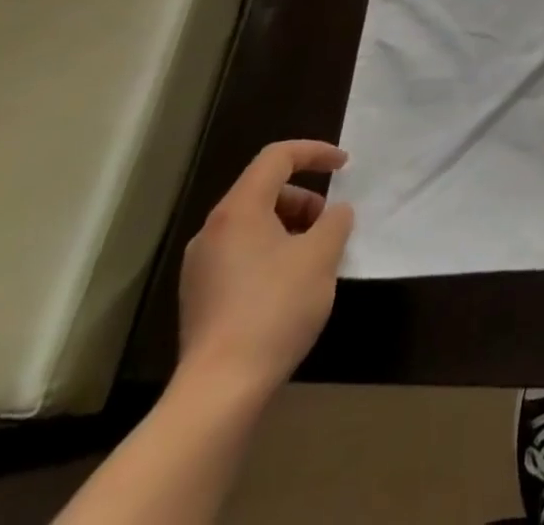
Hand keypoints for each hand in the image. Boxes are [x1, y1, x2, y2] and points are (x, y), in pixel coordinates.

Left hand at [178, 140, 354, 401]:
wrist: (219, 392)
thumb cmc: (275, 309)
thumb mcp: (321, 256)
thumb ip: (335, 222)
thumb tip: (335, 213)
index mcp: (239, 210)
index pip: (278, 157)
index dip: (315, 152)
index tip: (344, 165)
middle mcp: (212, 231)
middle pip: (264, 190)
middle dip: (305, 197)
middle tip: (330, 223)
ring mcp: (200, 266)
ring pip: (253, 224)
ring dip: (290, 226)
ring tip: (315, 257)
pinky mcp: (199, 298)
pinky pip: (241, 253)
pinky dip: (271, 252)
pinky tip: (290, 285)